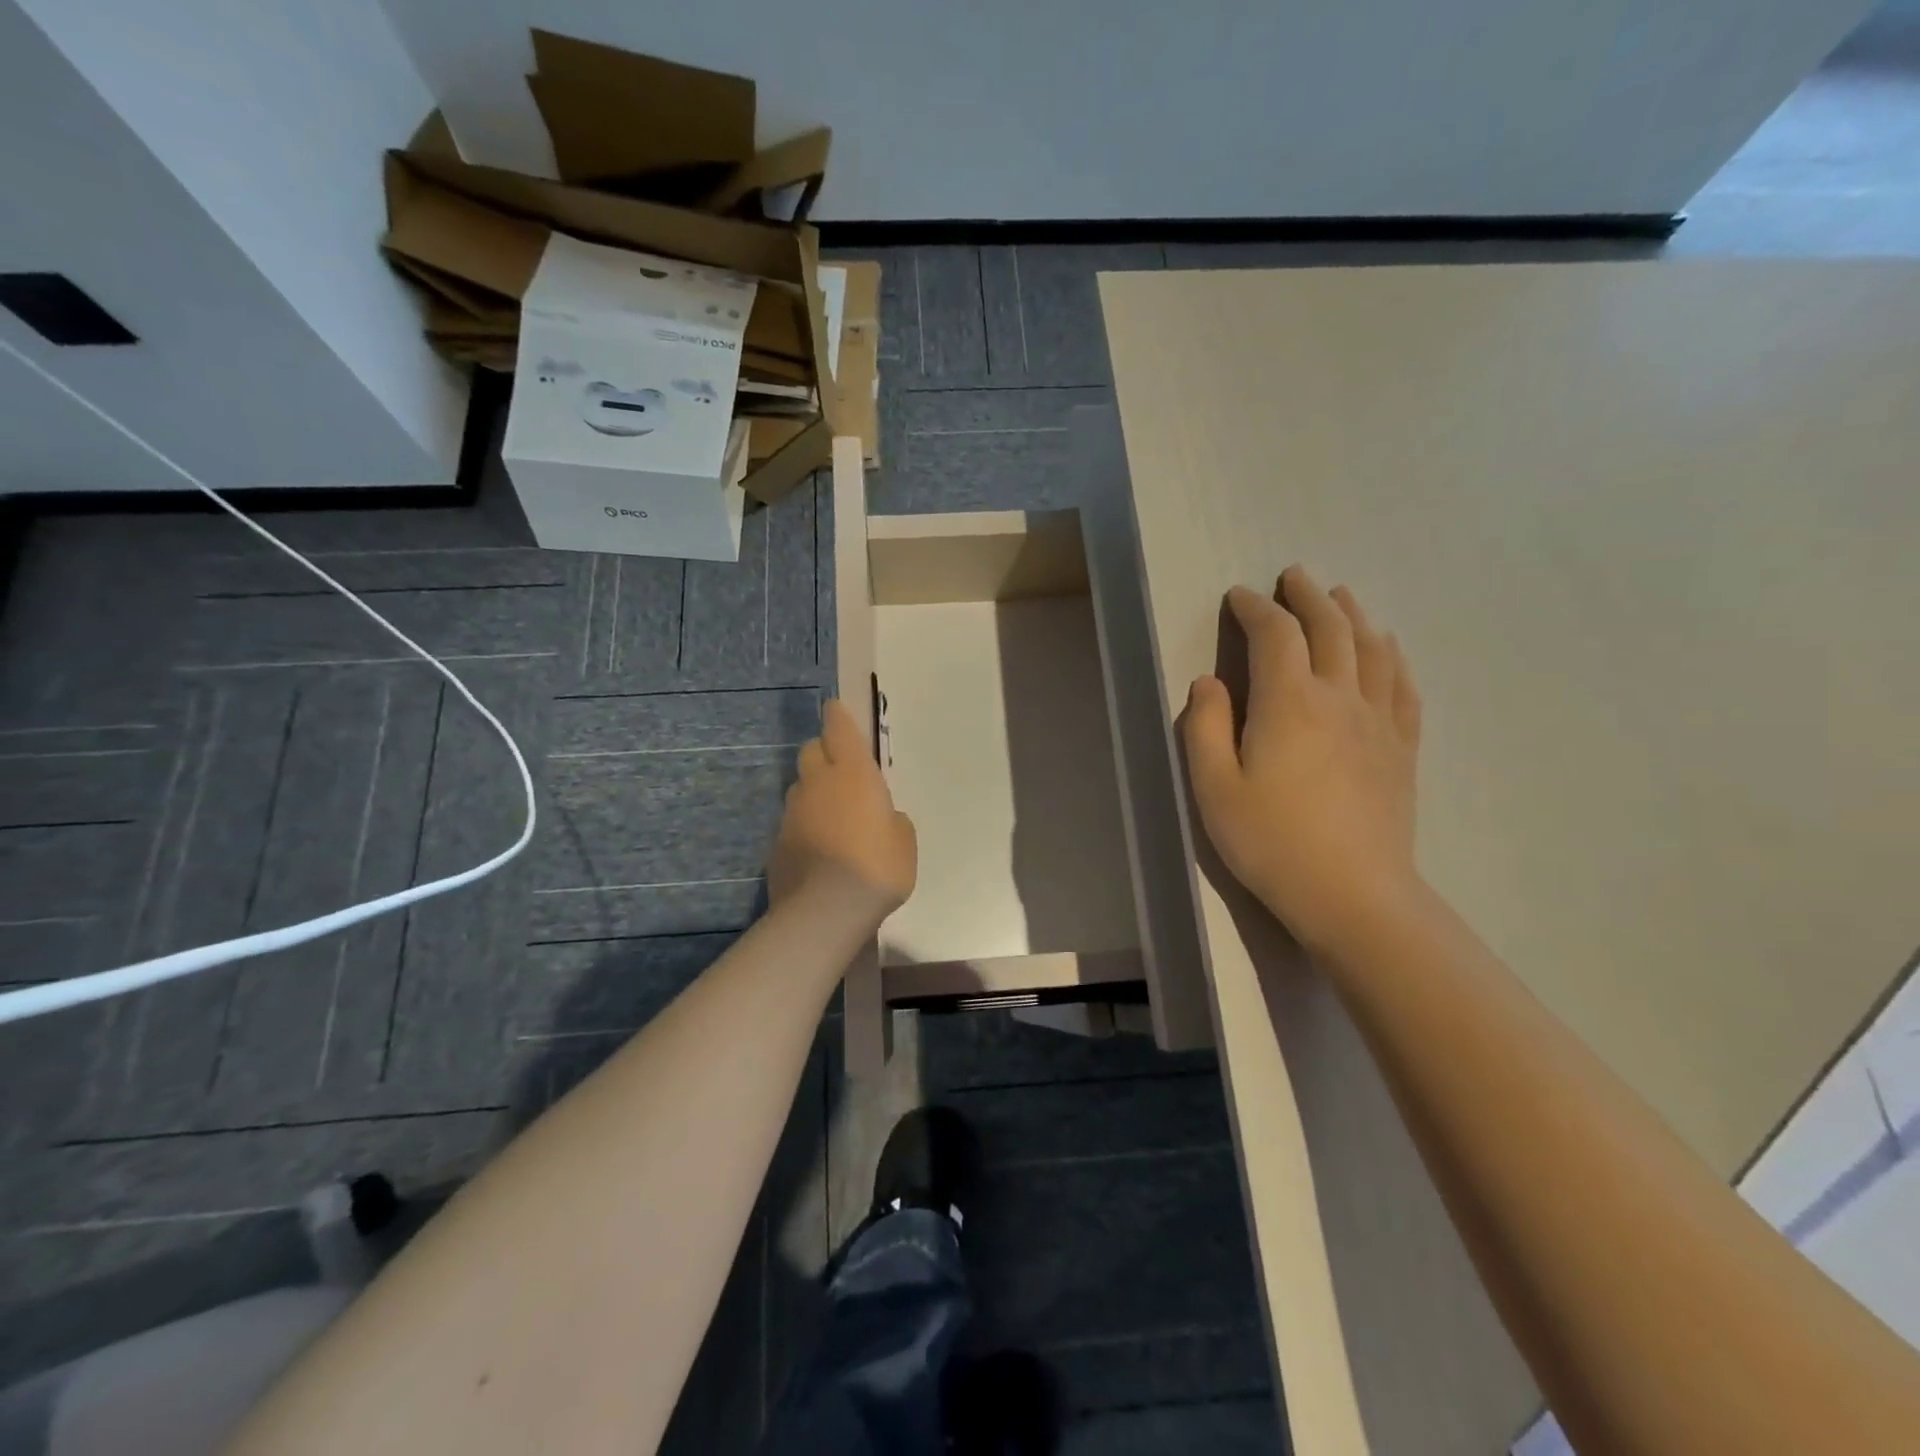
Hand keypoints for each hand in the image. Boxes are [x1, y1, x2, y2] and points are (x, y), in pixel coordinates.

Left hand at [769, 698, 916, 922]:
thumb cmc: (877, 866)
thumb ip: (893, 821)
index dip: (838, 717)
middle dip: (824, 753)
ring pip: (800, 788)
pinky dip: (804, 826)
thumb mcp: (904, 841)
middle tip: (842, 772)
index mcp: (853, 773)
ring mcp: (792, 813)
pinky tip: (818, 850)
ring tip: (833, 818)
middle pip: (812, 751)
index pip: (839, 728)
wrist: (826, 909)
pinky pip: (793, 822)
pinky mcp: (776, 842)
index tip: (836, 709)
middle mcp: (817, 783)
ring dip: (814, 792)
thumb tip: (883, 819)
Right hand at [1182, 566, 1423, 956]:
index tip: (1239, 597)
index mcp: (1288, 703)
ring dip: (1353, 614)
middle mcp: (1339, 698)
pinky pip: (1403, 686)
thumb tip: (1207, 683)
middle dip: (1308, 596)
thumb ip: (1205, 728)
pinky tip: (1388, 649)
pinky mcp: (1402, 748)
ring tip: (1340, 596)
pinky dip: (1392, 656)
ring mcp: (1378, 722)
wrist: (1353, 895)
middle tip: (1293, 576)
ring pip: (1372, 648)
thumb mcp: (1214, 789)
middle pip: (1330, 628)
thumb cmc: (1272, 843)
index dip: (1256, 608)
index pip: (1274, 635)